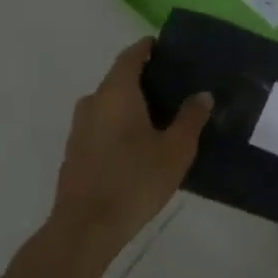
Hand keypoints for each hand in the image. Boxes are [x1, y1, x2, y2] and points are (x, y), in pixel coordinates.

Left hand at [46, 38, 210, 261]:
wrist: (84, 230)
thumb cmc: (134, 180)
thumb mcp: (176, 149)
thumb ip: (191, 118)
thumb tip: (202, 95)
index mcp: (116, 92)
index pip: (131, 56)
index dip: (148, 48)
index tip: (166, 47)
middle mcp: (93, 102)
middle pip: (118, 79)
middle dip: (143, 78)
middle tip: (173, 85)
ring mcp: (79, 129)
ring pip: (108, 104)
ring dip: (130, 104)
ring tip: (160, 115)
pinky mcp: (74, 153)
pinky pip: (101, 125)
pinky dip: (119, 124)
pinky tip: (139, 143)